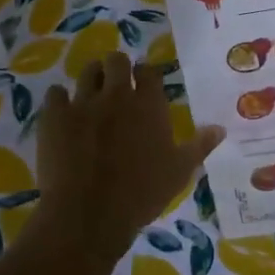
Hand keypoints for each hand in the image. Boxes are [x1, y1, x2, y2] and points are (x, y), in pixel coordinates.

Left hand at [34, 53, 224, 261]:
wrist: (89, 214)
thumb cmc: (141, 193)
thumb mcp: (179, 172)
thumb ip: (199, 146)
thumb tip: (220, 129)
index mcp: (149, 104)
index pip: (149, 71)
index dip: (145, 75)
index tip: (143, 85)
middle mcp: (117, 95)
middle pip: (116, 61)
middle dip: (116, 68)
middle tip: (116, 85)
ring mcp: (83, 103)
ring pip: (86, 72)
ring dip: (91, 78)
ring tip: (92, 94)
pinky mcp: (54, 117)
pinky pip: (55, 94)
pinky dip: (60, 100)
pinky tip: (63, 113)